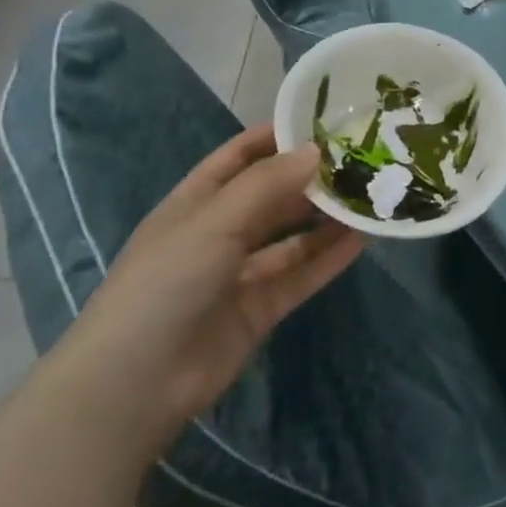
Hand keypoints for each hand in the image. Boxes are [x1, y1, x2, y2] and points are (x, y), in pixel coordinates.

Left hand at [64, 126, 363, 443]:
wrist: (136, 384)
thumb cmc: (165, 283)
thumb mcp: (214, 222)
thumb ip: (267, 185)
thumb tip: (317, 150)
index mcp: (197, 202)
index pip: (240, 156)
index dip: (277, 137)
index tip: (325, 122)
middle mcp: (219, 233)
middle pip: (273, 196)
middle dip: (311, 178)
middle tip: (362, 161)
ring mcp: (239, 274)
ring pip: (291, 237)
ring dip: (325, 219)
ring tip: (369, 198)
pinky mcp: (259, 309)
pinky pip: (300, 275)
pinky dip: (328, 258)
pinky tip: (361, 241)